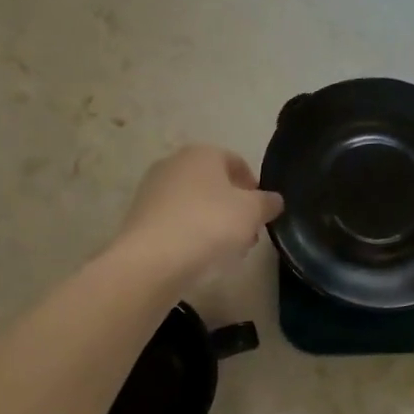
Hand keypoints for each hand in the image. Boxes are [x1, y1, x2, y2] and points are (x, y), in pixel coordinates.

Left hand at [116, 145, 282, 284]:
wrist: (152, 260)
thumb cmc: (209, 224)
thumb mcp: (252, 212)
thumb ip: (267, 202)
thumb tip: (273, 200)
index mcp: (202, 153)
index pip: (237, 163)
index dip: (254, 188)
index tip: (262, 215)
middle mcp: (174, 163)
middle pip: (215, 184)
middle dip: (234, 209)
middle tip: (247, 236)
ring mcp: (153, 189)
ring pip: (195, 204)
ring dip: (214, 223)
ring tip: (226, 251)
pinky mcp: (140, 217)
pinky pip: (176, 221)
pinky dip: (190, 234)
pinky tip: (199, 257)